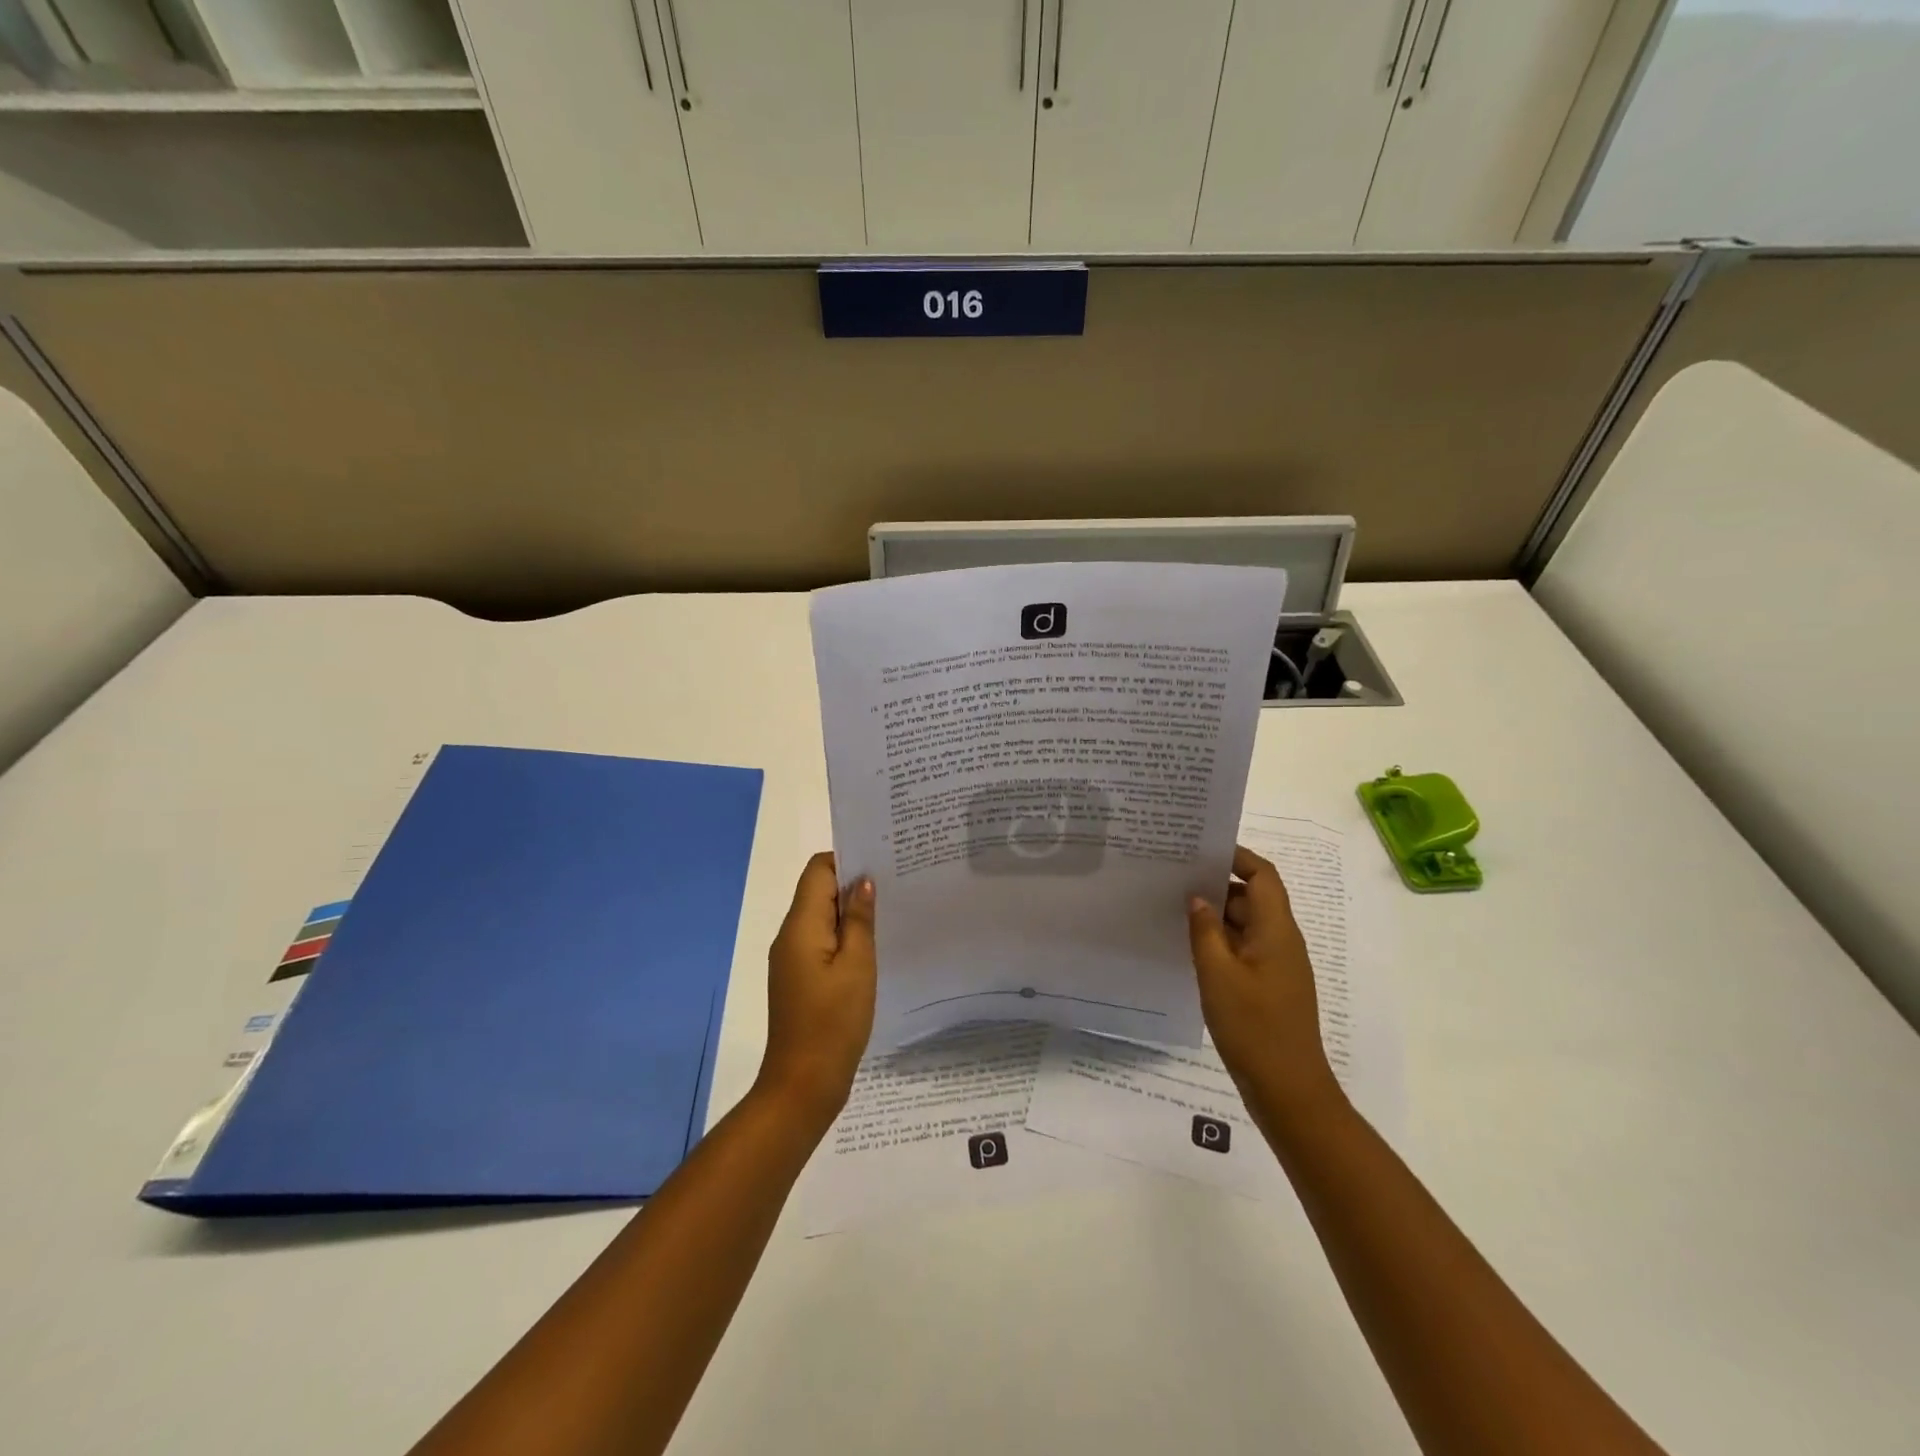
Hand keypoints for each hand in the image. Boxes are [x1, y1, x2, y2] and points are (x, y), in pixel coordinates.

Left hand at [754, 852, 876, 1134]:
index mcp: (800, 926)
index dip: (846, 860)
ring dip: (849, 911)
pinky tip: (871, 945)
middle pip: (817, 891)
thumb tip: (862, 882)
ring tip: (888, 910)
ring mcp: (791, 959)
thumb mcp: (857, 966)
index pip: (817, 870)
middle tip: (894, 882)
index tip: (881, 861)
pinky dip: (842, 935)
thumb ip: (858, 920)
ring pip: (820, 917)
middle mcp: (790, 936)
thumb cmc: (833, 1022)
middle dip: (852, 883)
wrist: (803, 1084)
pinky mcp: (799, 979)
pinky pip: (820, 941)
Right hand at [1188, 846, 1340, 1113]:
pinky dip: (1220, 941)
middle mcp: (1281, 941)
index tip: (1200, 849)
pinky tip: (1190, 947)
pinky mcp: (1268, 986)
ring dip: (1216, 914)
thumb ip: (1205, 930)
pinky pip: (1244, 949)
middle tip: (1174, 877)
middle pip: (1252, 897)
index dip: (1236, 856)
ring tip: (1174, 908)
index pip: (1262, 875)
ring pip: (1246, 924)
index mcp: (1277, 930)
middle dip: (1217, 884)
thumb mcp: (1218, 974)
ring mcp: (1277, 965)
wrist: (1288, 1090)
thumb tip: (1197, 897)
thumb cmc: (1254, 1027)